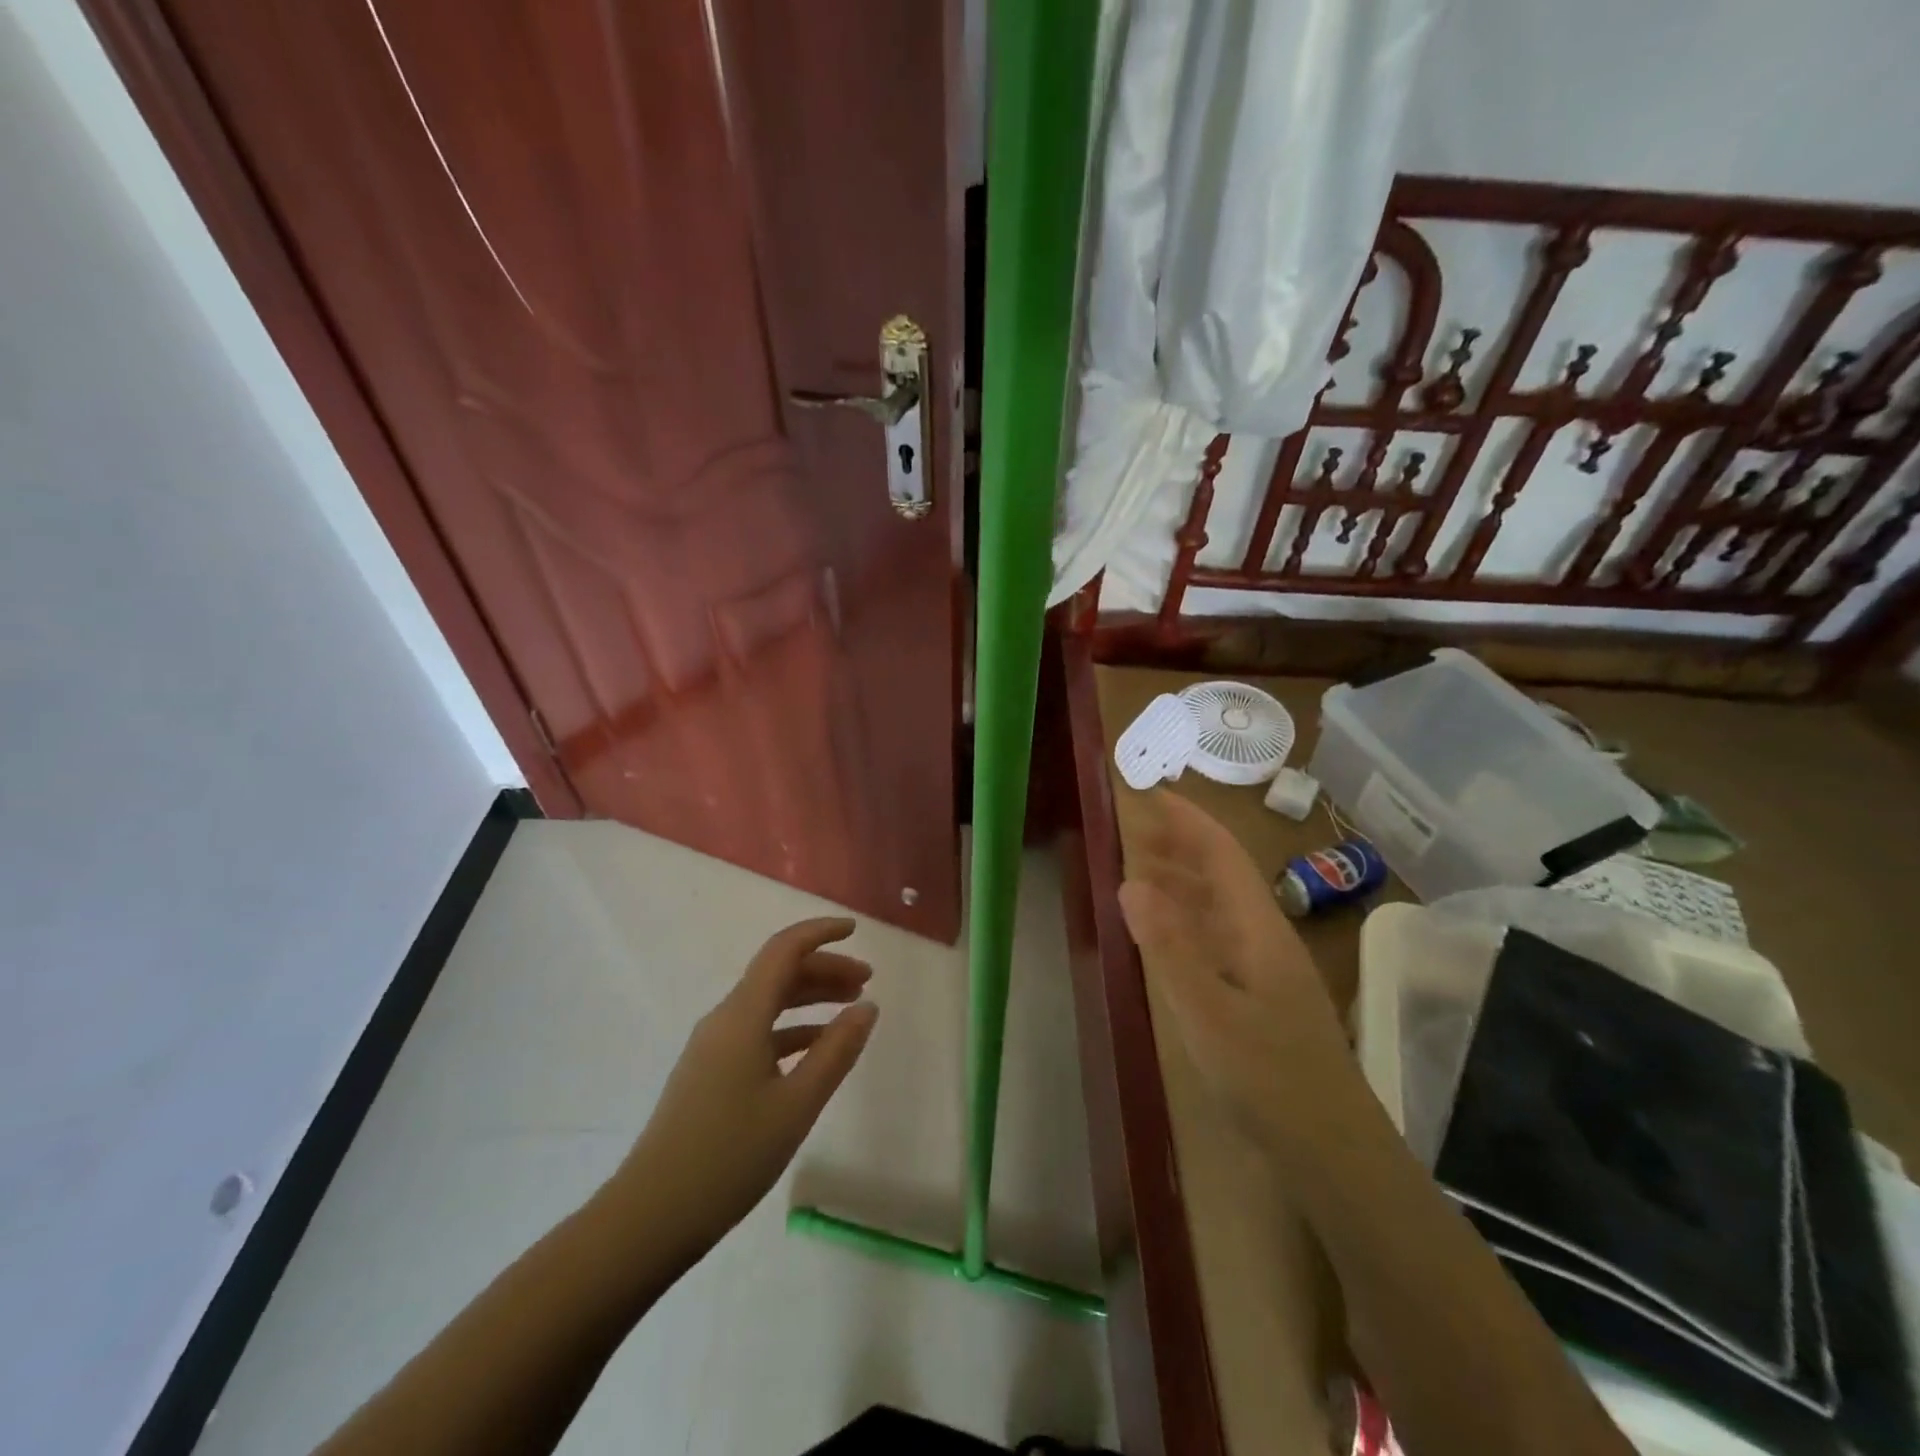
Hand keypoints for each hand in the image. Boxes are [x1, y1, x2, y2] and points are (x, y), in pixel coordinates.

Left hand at [598, 917, 877, 1266]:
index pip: (784, 950)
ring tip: (850, 1009)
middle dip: (824, 969)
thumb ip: (836, 1051)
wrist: (650, 1216)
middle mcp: (725, 1019)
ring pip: (769, 1003)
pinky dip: (792, 1029)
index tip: (855, 930)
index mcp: (743, 1015)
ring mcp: (713, 1047)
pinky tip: (815, 1050)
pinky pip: (758, 1032)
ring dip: (810, 998)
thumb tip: (867, 1007)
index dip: (820, 933)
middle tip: (866, 981)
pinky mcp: (709, 1073)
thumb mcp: (797, 1104)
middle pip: (778, 974)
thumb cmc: (730, 1156)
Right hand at [1118, 792, 1352, 1149]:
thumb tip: (1130, 882)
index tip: (1150, 794)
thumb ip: (1170, 947)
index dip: (1187, 819)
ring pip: (1218, 905)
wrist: (1333, 1153)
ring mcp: (1263, 968)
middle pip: (1221, 872)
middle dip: (1180, 843)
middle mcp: (1263, 937)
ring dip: (1181, 879)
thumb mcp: (1208, 1013)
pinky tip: (1166, 930)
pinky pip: (1216, 937)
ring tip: (1138, 868)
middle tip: (1133, 828)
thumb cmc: (1270, 1079)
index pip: (1221, 854)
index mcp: (1258, 929)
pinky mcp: (1257, 996)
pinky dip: (1186, 920)